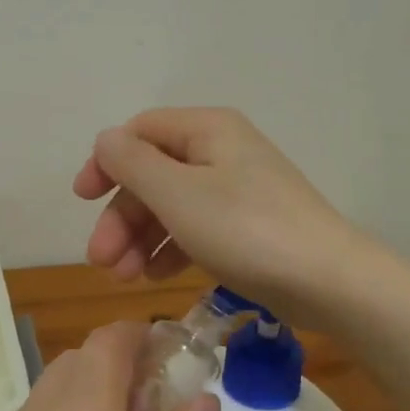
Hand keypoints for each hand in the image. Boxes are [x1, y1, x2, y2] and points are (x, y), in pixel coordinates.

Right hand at [73, 107, 369, 326]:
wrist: (326, 280)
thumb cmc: (245, 229)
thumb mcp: (177, 193)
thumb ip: (132, 163)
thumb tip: (106, 140)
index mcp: (207, 130)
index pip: (140, 132)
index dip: (106, 162)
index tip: (82, 200)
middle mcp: (222, 151)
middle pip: (153, 174)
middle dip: (122, 216)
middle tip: (102, 262)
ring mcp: (238, 189)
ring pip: (172, 205)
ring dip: (141, 238)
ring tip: (126, 278)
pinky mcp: (248, 225)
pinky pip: (197, 227)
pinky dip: (172, 248)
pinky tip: (158, 277)